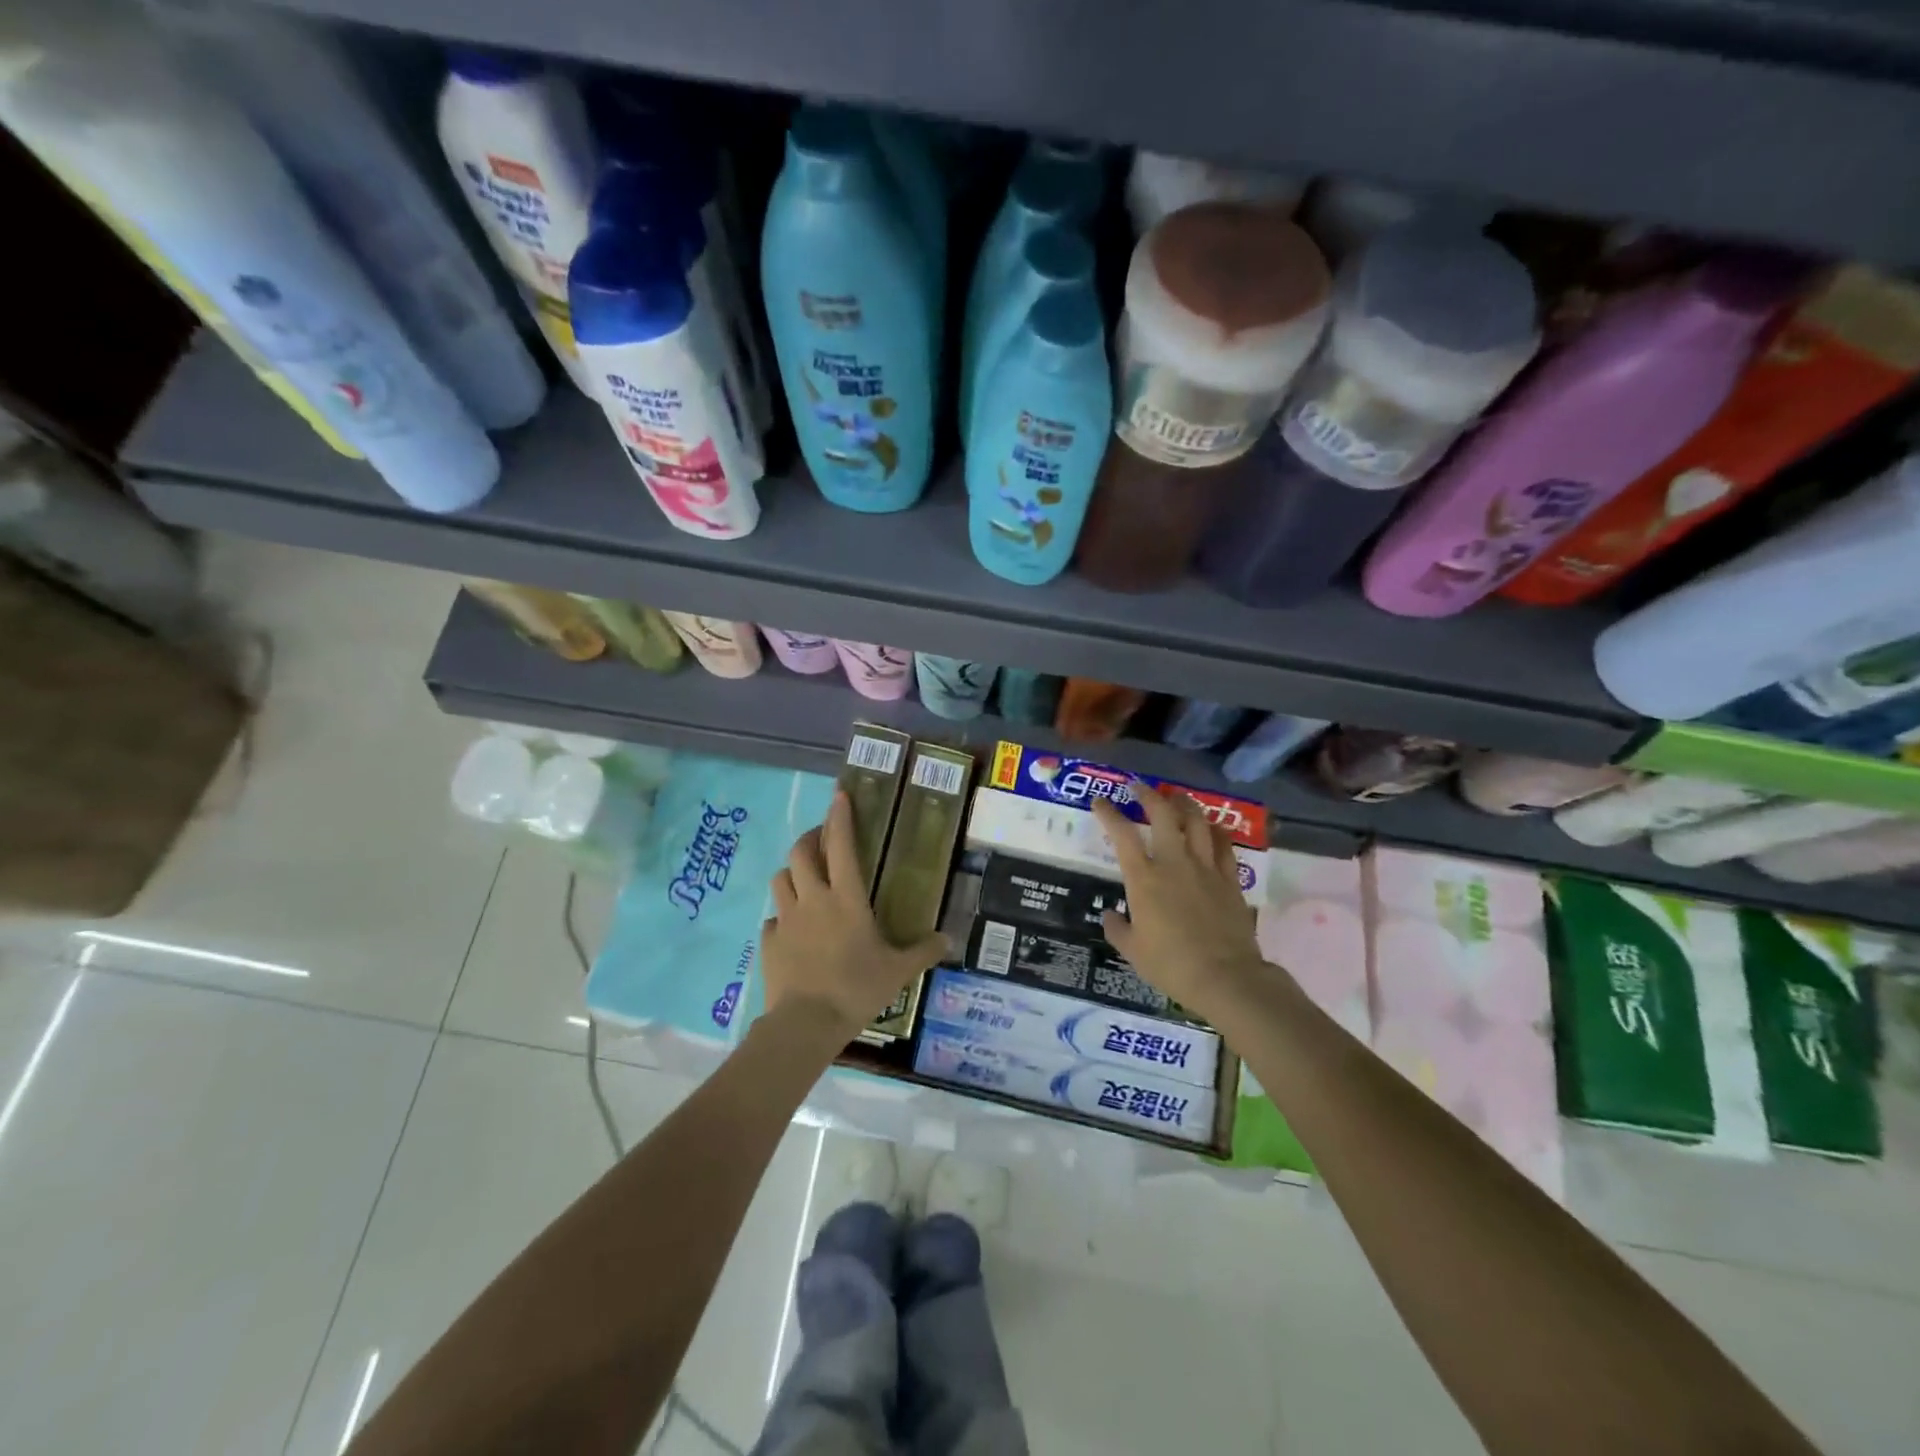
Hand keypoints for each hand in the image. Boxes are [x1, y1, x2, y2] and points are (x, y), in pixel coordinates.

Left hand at [760, 791, 946, 1039]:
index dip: (840, 817)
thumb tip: (948, 940)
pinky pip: (772, 919)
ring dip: (792, 873)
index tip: (840, 796)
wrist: (806, 1023)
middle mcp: (812, 899)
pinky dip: (781, 917)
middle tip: (821, 841)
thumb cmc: (857, 989)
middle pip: (800, 852)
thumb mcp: (899, 971)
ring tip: (803, 880)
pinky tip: (791, 930)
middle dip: (810, 838)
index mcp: (846, 898)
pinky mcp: (767, 942)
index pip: (843, 846)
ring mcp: (786, 919)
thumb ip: (923, 951)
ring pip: (780, 879)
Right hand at [1091, 788, 1264, 1019]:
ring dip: (1184, 804)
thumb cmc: (1170, 964)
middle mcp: (1174, 862)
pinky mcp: (1230, 879)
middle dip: (1149, 795)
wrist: (1224, 976)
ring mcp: (1205, 867)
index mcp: (1144, 878)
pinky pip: (1224, 844)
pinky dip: (1216, 830)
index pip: (1122, 834)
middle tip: (1140, 787)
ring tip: (1176, 797)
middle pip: (1163, 814)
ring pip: (1197, 821)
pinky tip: (1212, 826)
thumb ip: (1117, 928)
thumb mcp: (1132, 951)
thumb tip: (1111, 914)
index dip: (1108, 813)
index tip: (1101, 802)